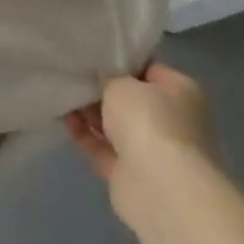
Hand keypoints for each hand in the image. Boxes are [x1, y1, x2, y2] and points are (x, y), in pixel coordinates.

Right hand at [65, 61, 217, 232]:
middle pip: (130, 99)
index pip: (148, 68)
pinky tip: (64, 120)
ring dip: (89, 114)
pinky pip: (103, 148)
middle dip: (101, 90)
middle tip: (72, 76)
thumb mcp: (122, 82)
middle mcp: (171, 120)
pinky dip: (85, 136)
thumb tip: (102, 79)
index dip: (119, 61)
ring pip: (115, 125)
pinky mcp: (131, 175)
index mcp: (181, 92)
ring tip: (62, 96)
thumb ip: (108, 77)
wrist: (160, 188)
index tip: (91, 55)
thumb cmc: (149, 121)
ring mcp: (152, 150)